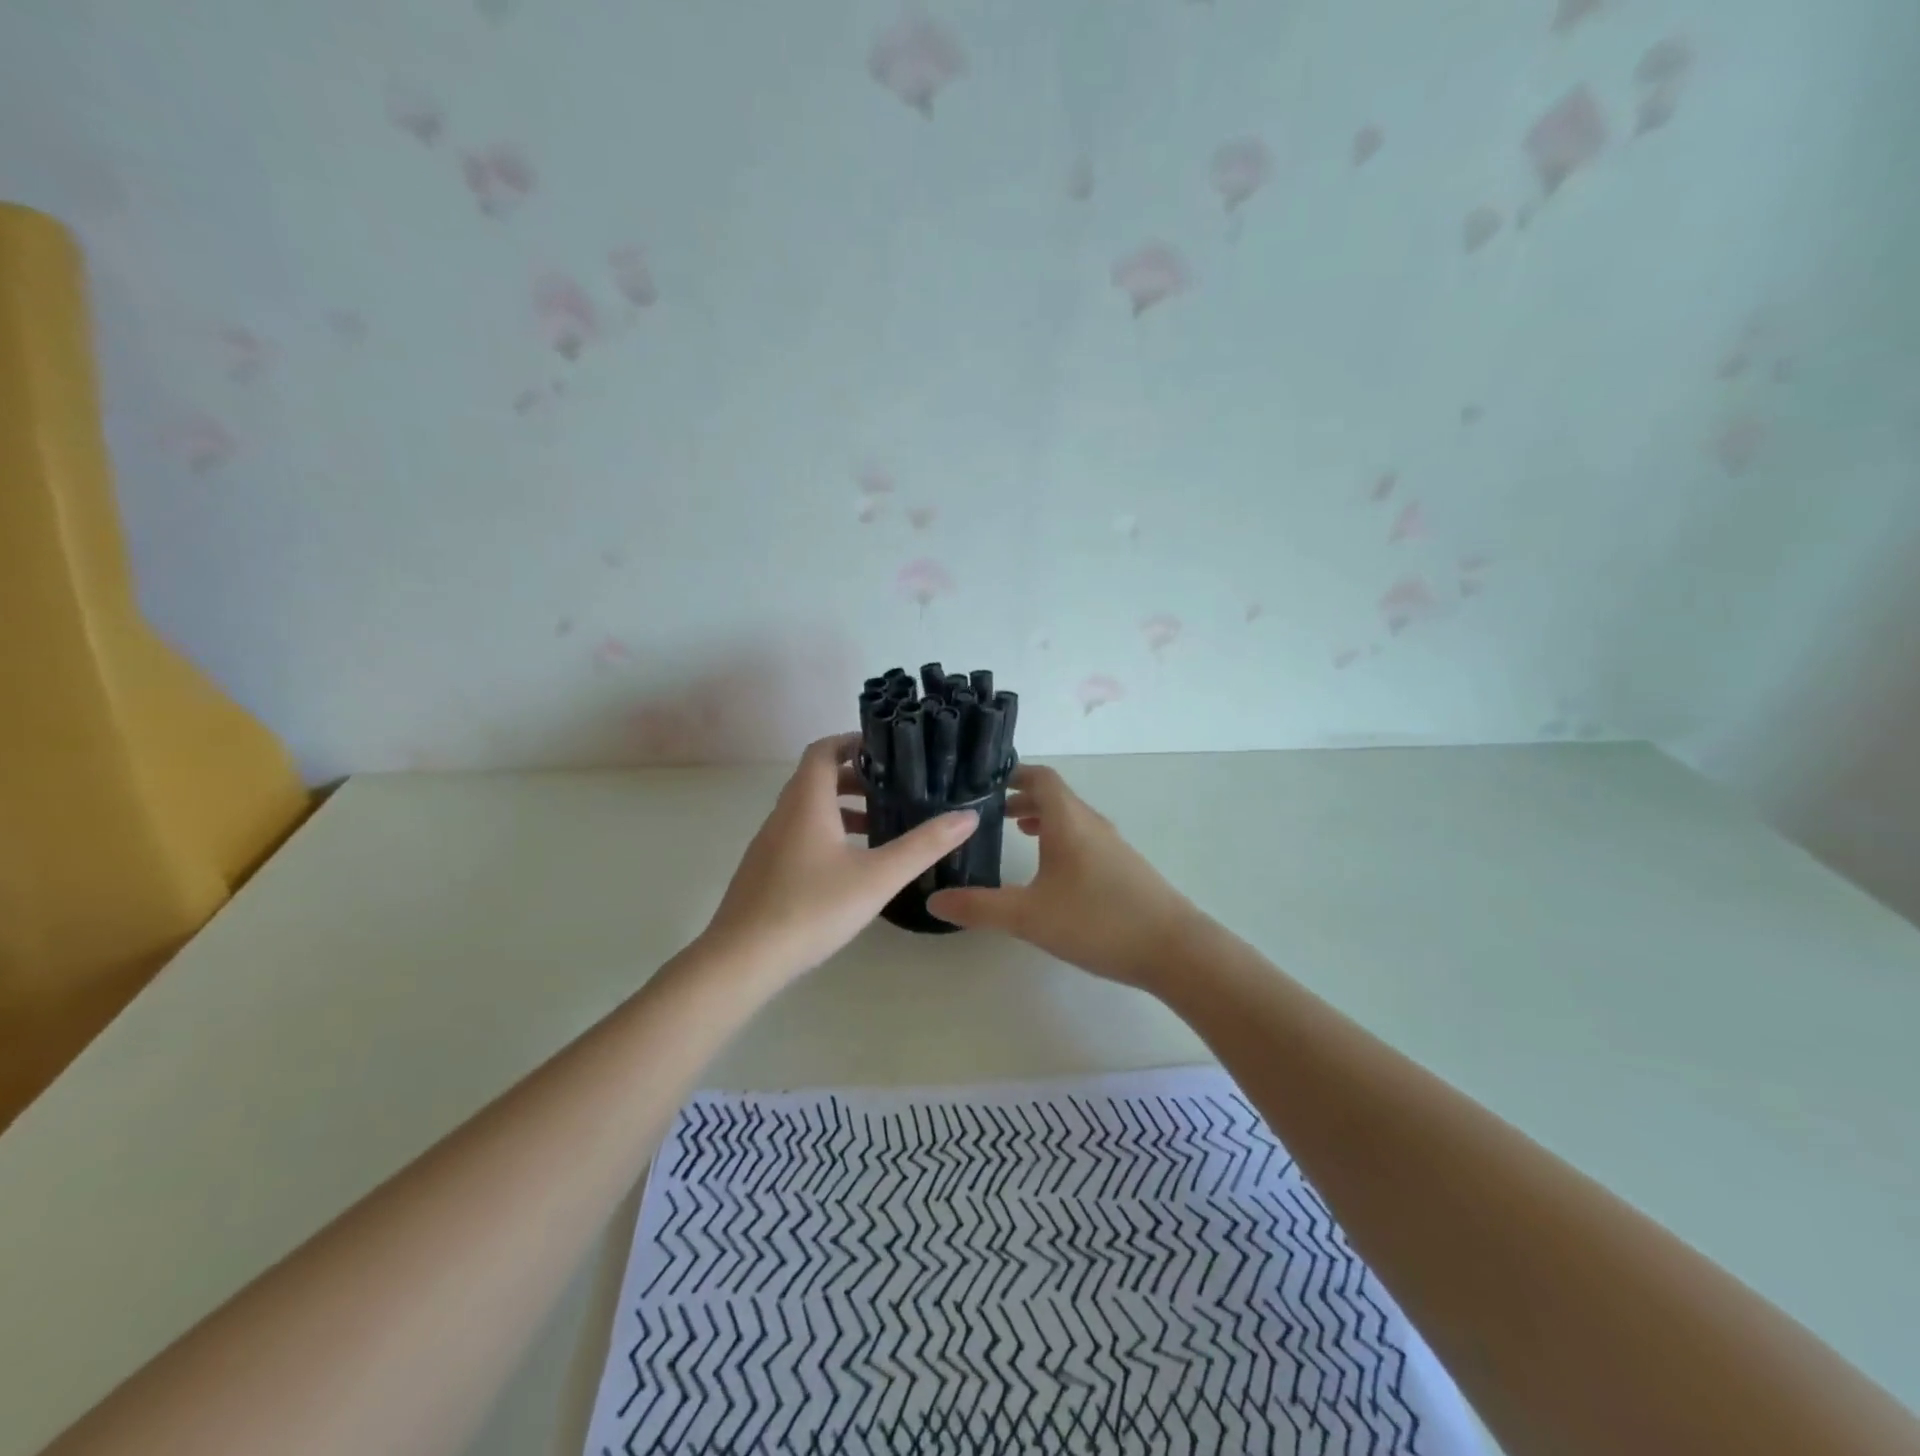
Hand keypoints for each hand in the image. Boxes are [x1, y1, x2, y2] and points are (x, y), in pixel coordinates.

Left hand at [700, 732, 978, 981]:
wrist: (742, 960)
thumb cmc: (812, 908)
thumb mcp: (877, 877)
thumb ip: (923, 846)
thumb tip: (967, 816)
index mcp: (806, 802)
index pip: (823, 750)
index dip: (852, 742)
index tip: (887, 750)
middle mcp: (783, 814)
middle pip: (816, 778)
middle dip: (854, 777)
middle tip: (893, 788)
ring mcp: (769, 843)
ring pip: (808, 809)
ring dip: (841, 808)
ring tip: (879, 826)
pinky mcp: (765, 870)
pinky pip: (799, 834)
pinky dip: (827, 832)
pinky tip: (850, 866)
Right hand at [926, 764, 1199, 989]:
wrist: (1174, 949)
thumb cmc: (1097, 921)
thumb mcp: (1028, 916)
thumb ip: (979, 907)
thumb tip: (933, 900)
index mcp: (1068, 820)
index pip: (1041, 778)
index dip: (1013, 774)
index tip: (985, 782)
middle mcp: (1091, 824)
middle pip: (1055, 796)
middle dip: (1021, 799)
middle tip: (989, 812)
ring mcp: (1112, 845)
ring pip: (1071, 819)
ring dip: (1043, 819)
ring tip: (1016, 832)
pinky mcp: (1124, 868)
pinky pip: (1084, 838)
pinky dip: (1061, 839)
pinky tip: (1052, 872)